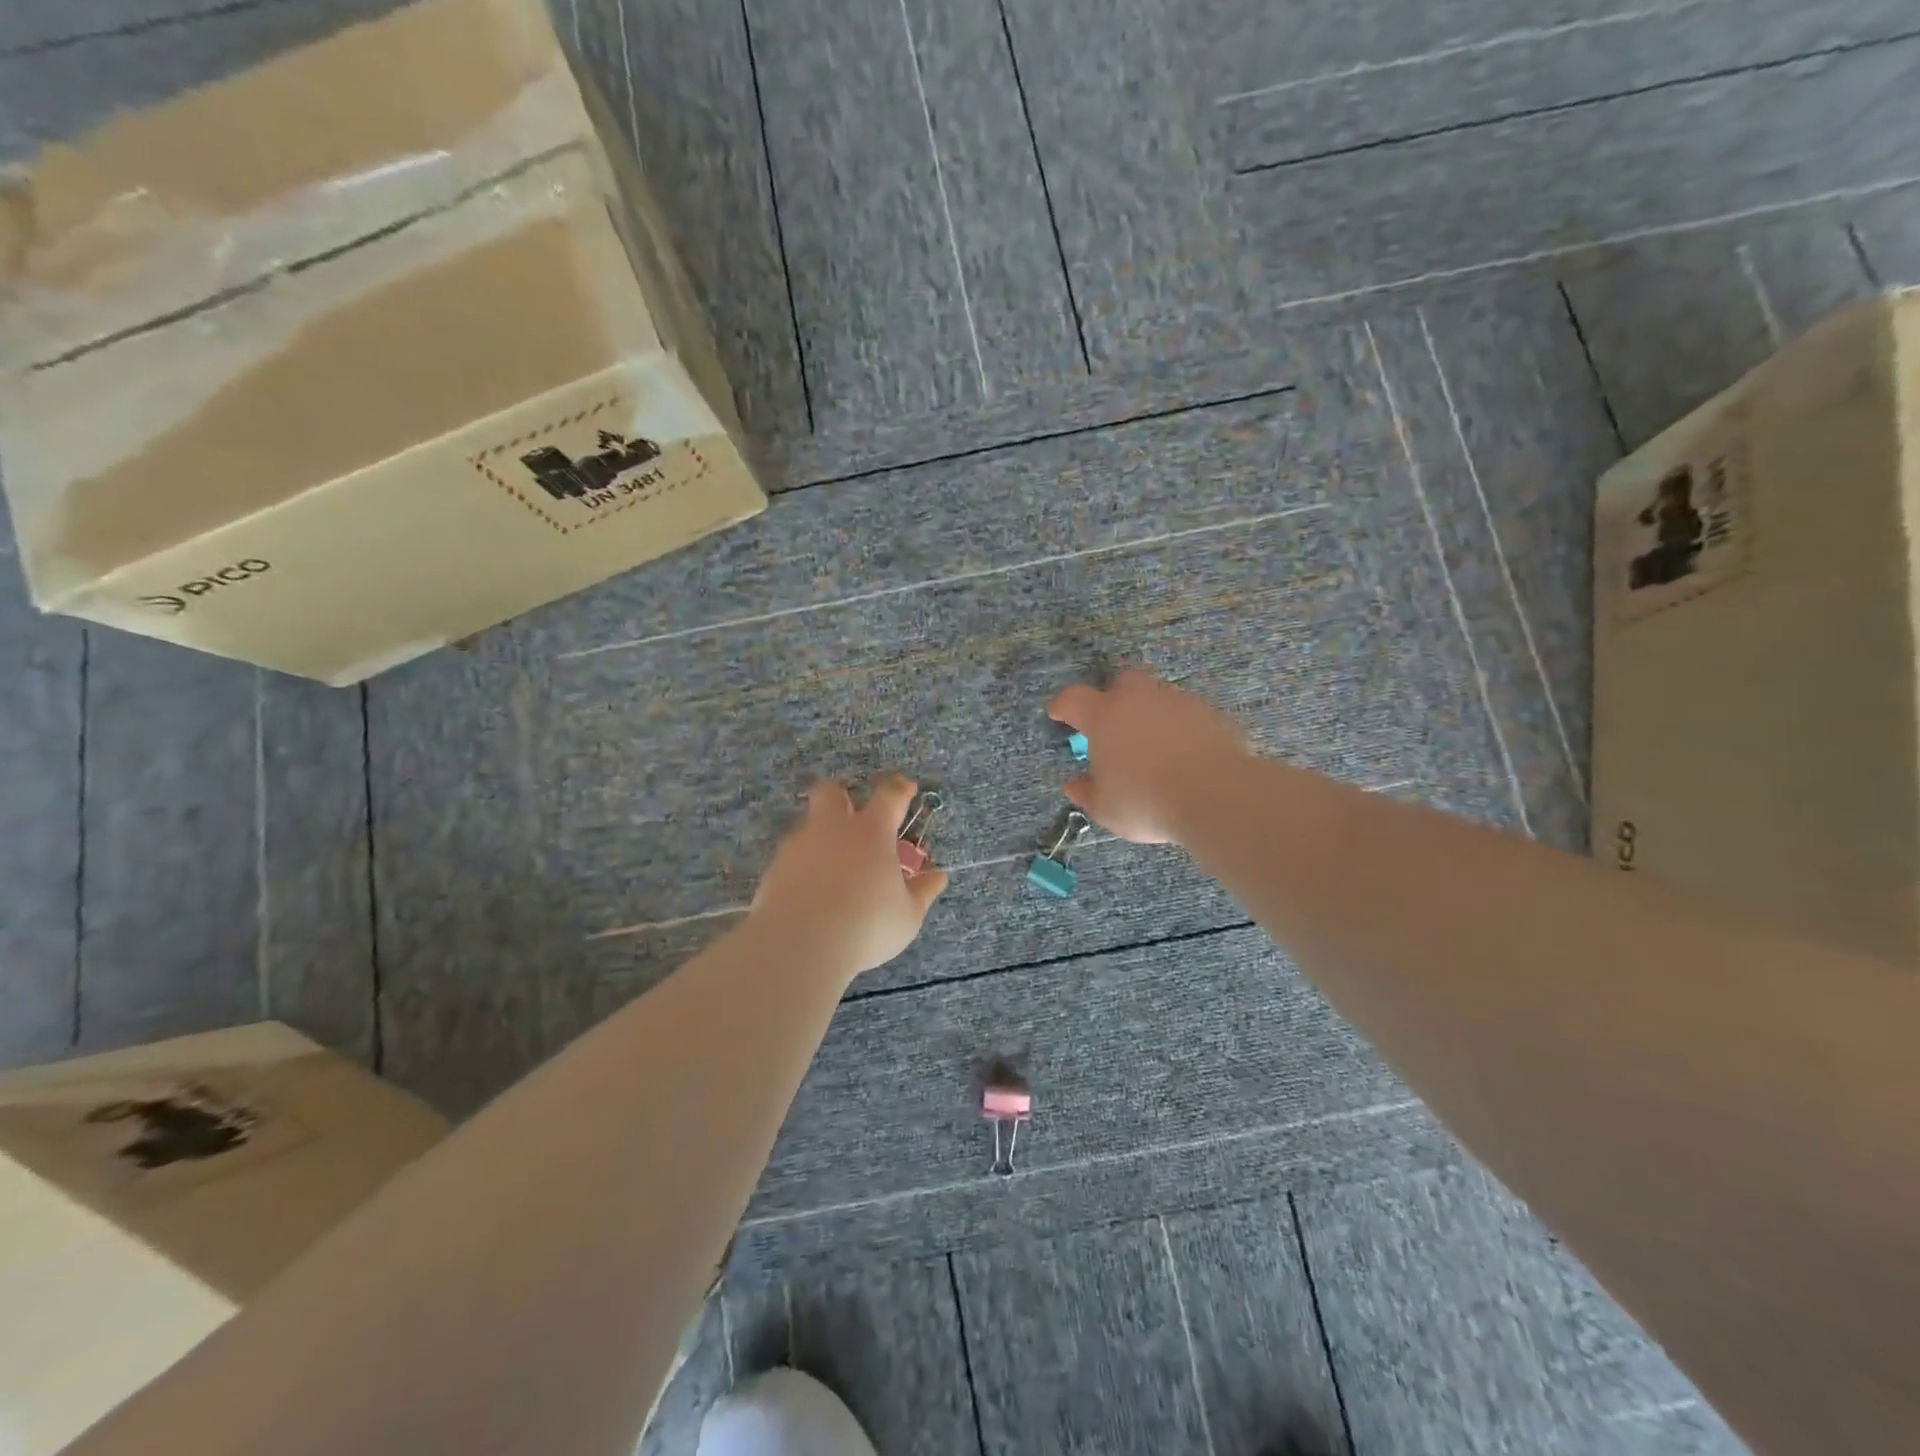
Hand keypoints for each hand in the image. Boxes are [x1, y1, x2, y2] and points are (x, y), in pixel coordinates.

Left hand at [750, 774, 949, 980]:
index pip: (889, 795)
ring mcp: (798, 846)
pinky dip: (802, 868)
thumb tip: (938, 876)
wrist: (799, 947)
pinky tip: (810, 892)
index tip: (906, 788)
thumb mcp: (907, 915)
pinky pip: (791, 858)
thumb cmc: (866, 926)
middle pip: (831, 792)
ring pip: (808, 825)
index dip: (899, 788)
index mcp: (871, 831)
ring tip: (833, 869)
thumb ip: (922, 892)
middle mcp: (832, 828)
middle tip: (854, 816)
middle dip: (843, 795)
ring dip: (821, 837)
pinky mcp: (774, 869)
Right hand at [1048, 669, 1250, 843]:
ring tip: (1154, 746)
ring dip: (1152, 714)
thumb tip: (1074, 785)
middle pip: (1122, 682)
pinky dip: (1182, 729)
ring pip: (1158, 696)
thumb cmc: (1146, 801)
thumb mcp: (1106, 808)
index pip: (1074, 699)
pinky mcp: (1210, 714)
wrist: (1216, 795)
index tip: (1058, 713)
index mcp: (1105, 716)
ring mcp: (1178, 702)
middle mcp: (1139, 699)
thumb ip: (1087, 793)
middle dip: (1115, 697)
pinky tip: (1184, 754)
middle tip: (1115, 724)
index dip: (1063, 705)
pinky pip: (1188, 715)